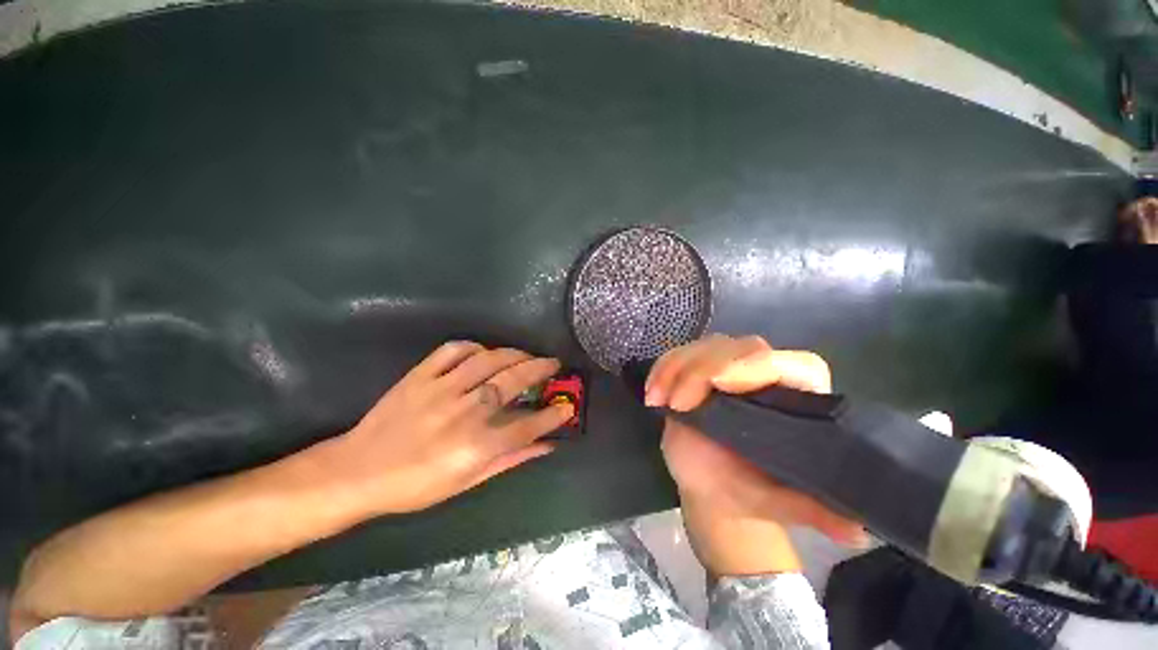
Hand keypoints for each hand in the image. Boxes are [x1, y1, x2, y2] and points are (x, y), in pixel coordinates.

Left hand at [315, 341, 572, 515]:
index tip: (567, 406)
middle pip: (513, 382)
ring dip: (514, 354)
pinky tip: (483, 351)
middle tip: (553, 364)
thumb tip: (545, 447)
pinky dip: (473, 346)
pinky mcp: (421, 376)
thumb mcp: (467, 482)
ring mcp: (442, 390)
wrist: (358, 472)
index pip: (528, 425)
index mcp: (477, 445)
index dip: (553, 415)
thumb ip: (509, 460)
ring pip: (489, 360)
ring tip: (526, 354)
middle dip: (541, 369)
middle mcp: (466, 412)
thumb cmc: (416, 485)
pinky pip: (452, 350)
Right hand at [646, 335, 866, 576]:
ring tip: (657, 400)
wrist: (710, 484)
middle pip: (740, 348)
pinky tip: (652, 394)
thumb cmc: (745, 491)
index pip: (793, 364)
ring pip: (706, 346)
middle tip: (677, 404)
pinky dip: (662, 369)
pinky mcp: (699, 368)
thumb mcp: (777, 504)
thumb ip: (812, 511)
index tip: (719, 385)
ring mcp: (729, 367)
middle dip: (702, 369)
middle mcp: (766, 375)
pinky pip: (680, 354)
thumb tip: (858, 530)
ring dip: (675, 368)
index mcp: (798, 400)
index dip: (758, 366)